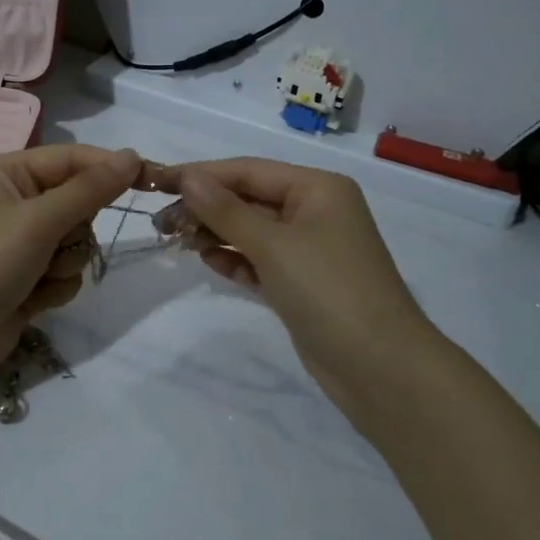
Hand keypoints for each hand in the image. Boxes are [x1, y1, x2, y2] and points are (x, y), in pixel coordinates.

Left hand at [0, 144, 140, 388]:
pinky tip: (32, 299)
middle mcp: (15, 200)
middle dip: (75, 228)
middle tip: (54, 243)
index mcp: (8, 173)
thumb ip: (90, 189)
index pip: (72, 158)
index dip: (109, 168)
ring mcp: (21, 241)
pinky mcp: (27, 276)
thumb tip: (133, 156)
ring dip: (65, 262)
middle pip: (79, 201)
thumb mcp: (40, 220)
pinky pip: (66, 270)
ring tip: (38, 276)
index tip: (151, 178)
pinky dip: (55, 285)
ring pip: (77, 240)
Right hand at [171, 158, 436, 414]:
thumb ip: (226, 211)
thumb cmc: (329, 291)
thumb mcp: (273, 245)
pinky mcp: (302, 283)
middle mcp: (315, 211)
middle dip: (205, 206)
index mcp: (317, 189)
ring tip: (174, 239)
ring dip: (215, 232)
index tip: (157, 182)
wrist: (382, 369)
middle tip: (159, 222)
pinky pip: (259, 260)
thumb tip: (188, 178)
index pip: (248, 170)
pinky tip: (206, 260)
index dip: (201, 174)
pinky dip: (234, 259)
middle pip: (248, 198)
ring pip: (251, 230)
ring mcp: (310, 249)